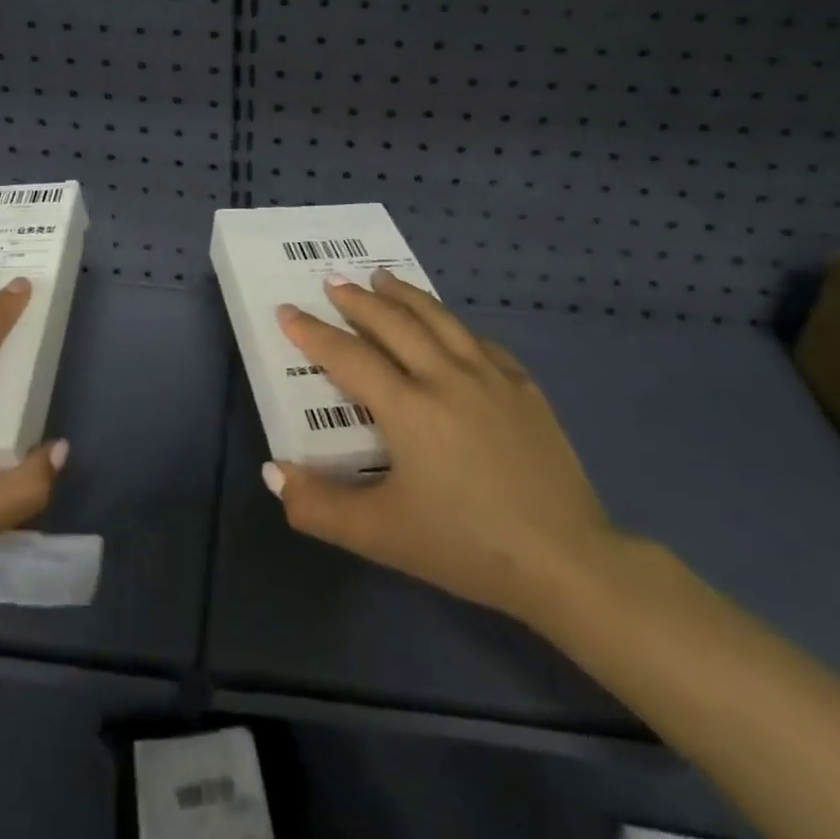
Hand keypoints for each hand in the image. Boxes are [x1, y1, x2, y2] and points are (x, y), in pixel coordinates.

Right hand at [264, 269, 617, 630]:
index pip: (348, 356)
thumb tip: (272, 473)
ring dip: (405, 295)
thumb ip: (319, 506)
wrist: (567, 561)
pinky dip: (454, 325)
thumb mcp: (382, 535)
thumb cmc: (466, 547)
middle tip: (333, 281)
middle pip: (393, 322)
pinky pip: (480, 342)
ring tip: (383, 277)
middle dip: (357, 299)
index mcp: (408, 407)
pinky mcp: (524, 388)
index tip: (287, 311)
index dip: (312, 333)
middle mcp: (446, 377)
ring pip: (439, 319)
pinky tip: (450, 326)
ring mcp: (490, 377)